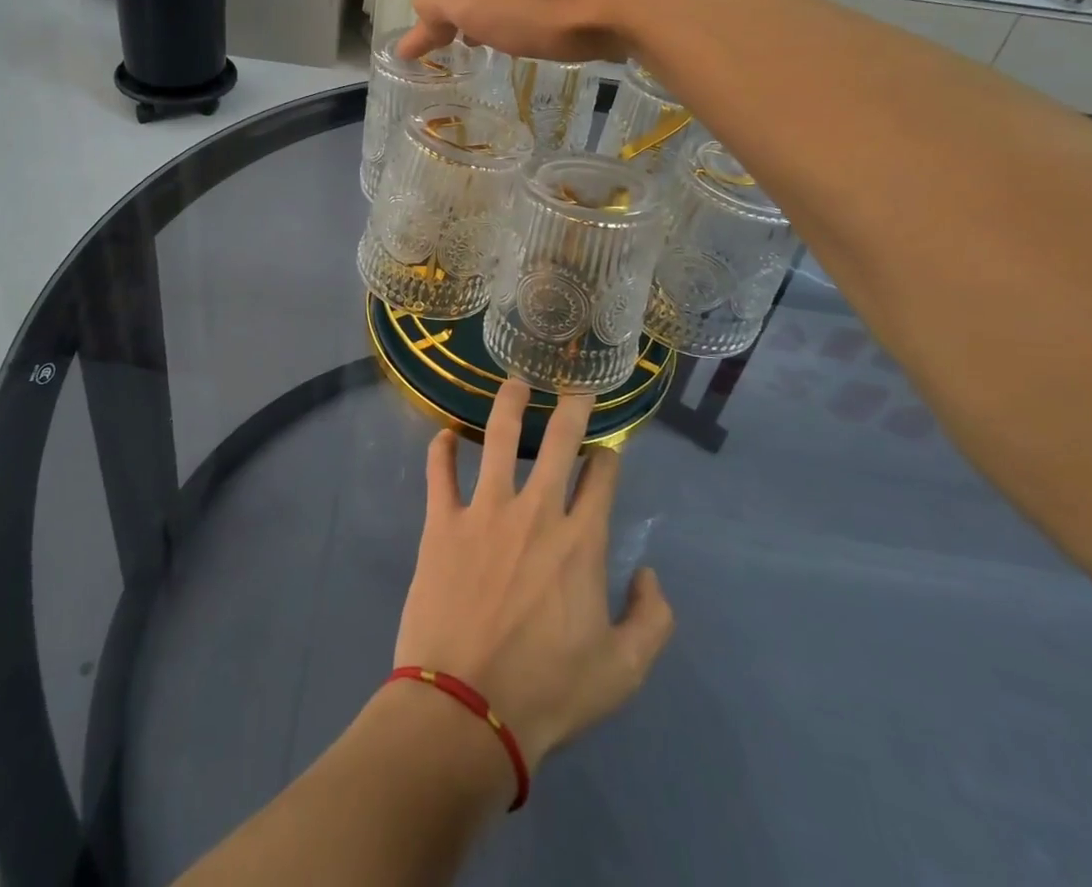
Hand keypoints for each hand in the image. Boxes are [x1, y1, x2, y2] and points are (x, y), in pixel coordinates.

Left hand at [392, 381, 674, 771]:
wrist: (466, 710)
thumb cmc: (547, 693)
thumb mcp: (622, 673)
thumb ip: (652, 620)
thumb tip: (648, 574)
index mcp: (581, 542)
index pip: (601, 478)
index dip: (607, 455)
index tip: (607, 447)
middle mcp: (536, 512)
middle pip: (558, 442)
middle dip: (571, 407)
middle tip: (573, 384)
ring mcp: (484, 511)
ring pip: (498, 438)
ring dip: (508, 404)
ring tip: (514, 381)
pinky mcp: (442, 522)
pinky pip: (439, 473)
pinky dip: (441, 449)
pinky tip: (444, 433)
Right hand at [399, 0, 763, 64]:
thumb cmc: (541, 9)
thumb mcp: (473, 6)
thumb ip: (438, 7)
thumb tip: (419, 19)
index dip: (426, 25)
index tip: (414, 54)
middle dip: (461, 13)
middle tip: (460, 44)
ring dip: (497, 12)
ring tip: (501, 41)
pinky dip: (531, 12)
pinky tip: (547, 31)